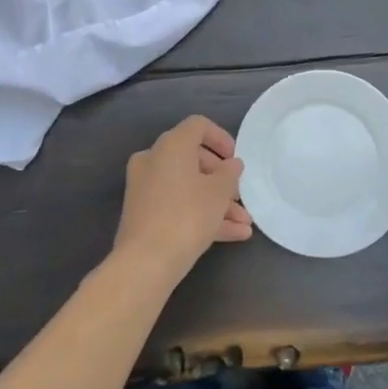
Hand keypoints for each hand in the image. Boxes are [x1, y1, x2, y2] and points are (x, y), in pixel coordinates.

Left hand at [114, 115, 252, 285]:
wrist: (145, 262)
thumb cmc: (187, 215)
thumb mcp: (218, 193)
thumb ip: (229, 174)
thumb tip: (232, 164)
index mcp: (171, 145)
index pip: (198, 126)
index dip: (221, 139)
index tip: (236, 160)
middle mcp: (154, 159)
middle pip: (193, 159)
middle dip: (221, 179)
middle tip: (240, 195)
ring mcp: (145, 187)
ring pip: (187, 186)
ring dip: (216, 202)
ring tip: (244, 223)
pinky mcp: (143, 213)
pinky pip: (177, 205)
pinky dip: (201, 214)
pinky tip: (232, 235)